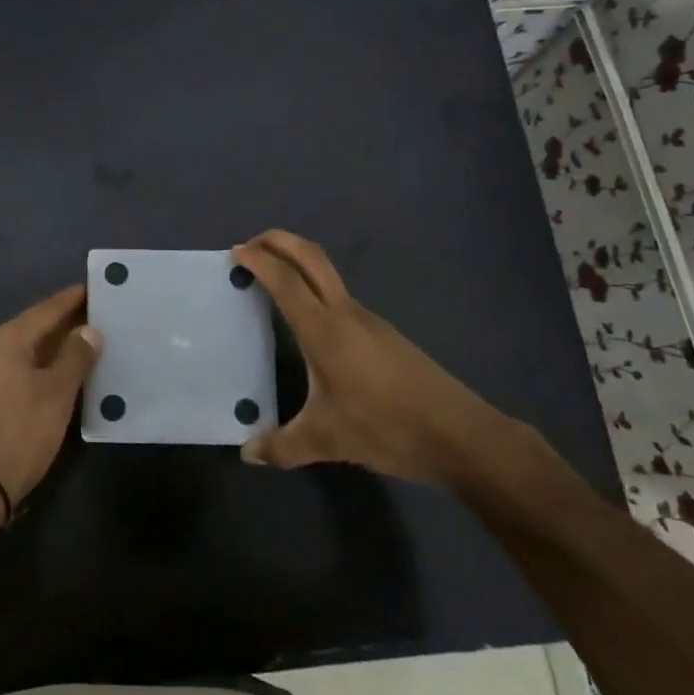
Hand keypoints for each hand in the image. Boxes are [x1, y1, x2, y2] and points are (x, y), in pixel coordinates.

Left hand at [0, 284, 99, 512]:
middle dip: (61, 325)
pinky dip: (35, 369)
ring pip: (22, 353)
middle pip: (31, 329)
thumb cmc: (20, 431)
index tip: (91, 288)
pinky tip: (52, 378)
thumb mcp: (57, 393)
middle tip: (93, 319)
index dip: (70, 300)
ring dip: (49, 349)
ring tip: (78, 348)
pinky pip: (12, 372)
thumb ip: (75, 357)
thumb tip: (89, 330)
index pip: (45, 310)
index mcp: (5, 340)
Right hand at [232, 230, 520, 484]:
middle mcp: (346, 313)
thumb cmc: (386, 428)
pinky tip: (307, 324)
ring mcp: (369, 320)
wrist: (458, 433)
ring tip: (271, 283)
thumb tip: (248, 453)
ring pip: (327, 274)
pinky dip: (313, 289)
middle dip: (279, 241)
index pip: (286, 281)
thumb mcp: (327, 441)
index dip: (259, 260)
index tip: (235, 252)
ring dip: (297, 264)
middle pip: (311, 257)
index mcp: (325, 330)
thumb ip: (283, 446)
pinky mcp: (383, 333)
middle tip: (250, 246)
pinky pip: (339, 297)